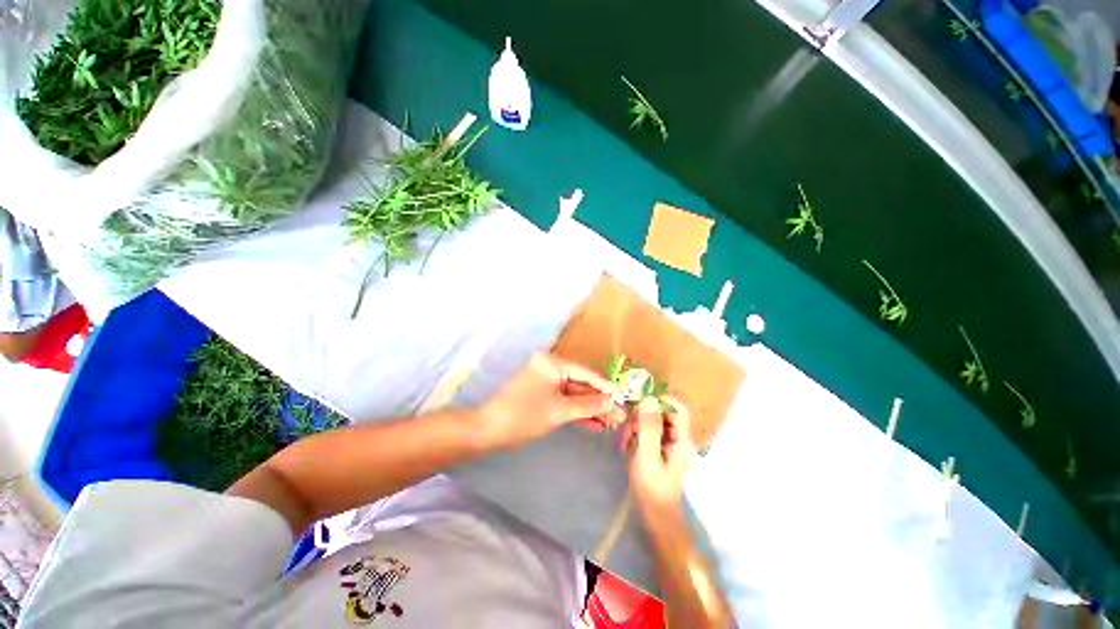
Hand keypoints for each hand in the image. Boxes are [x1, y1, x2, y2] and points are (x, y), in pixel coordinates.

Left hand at [479, 353, 623, 448]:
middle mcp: (551, 368)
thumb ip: (588, 405)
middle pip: (581, 384)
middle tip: (621, 416)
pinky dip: (578, 413)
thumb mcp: (559, 410)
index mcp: (553, 363)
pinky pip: (565, 402)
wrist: (489, 430)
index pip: (586, 373)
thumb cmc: (524, 415)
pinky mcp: (543, 396)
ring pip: (575, 395)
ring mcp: (546, 383)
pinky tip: (595, 424)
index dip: (606, 387)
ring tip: (613, 423)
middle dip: (600, 401)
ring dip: (592, 409)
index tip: (624, 398)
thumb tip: (613, 403)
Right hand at [624, 396, 694, 519]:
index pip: (677, 406)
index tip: (639, 404)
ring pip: (651, 419)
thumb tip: (649, 398)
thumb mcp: (648, 455)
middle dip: (642, 415)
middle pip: (661, 410)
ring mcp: (667, 440)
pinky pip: (646, 429)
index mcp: (681, 437)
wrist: (655, 513)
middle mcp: (676, 435)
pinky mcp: (657, 445)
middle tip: (627, 430)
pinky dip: (635, 433)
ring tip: (625, 442)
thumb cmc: (653, 486)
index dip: (660, 399)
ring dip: (635, 425)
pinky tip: (627, 446)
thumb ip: (649, 427)